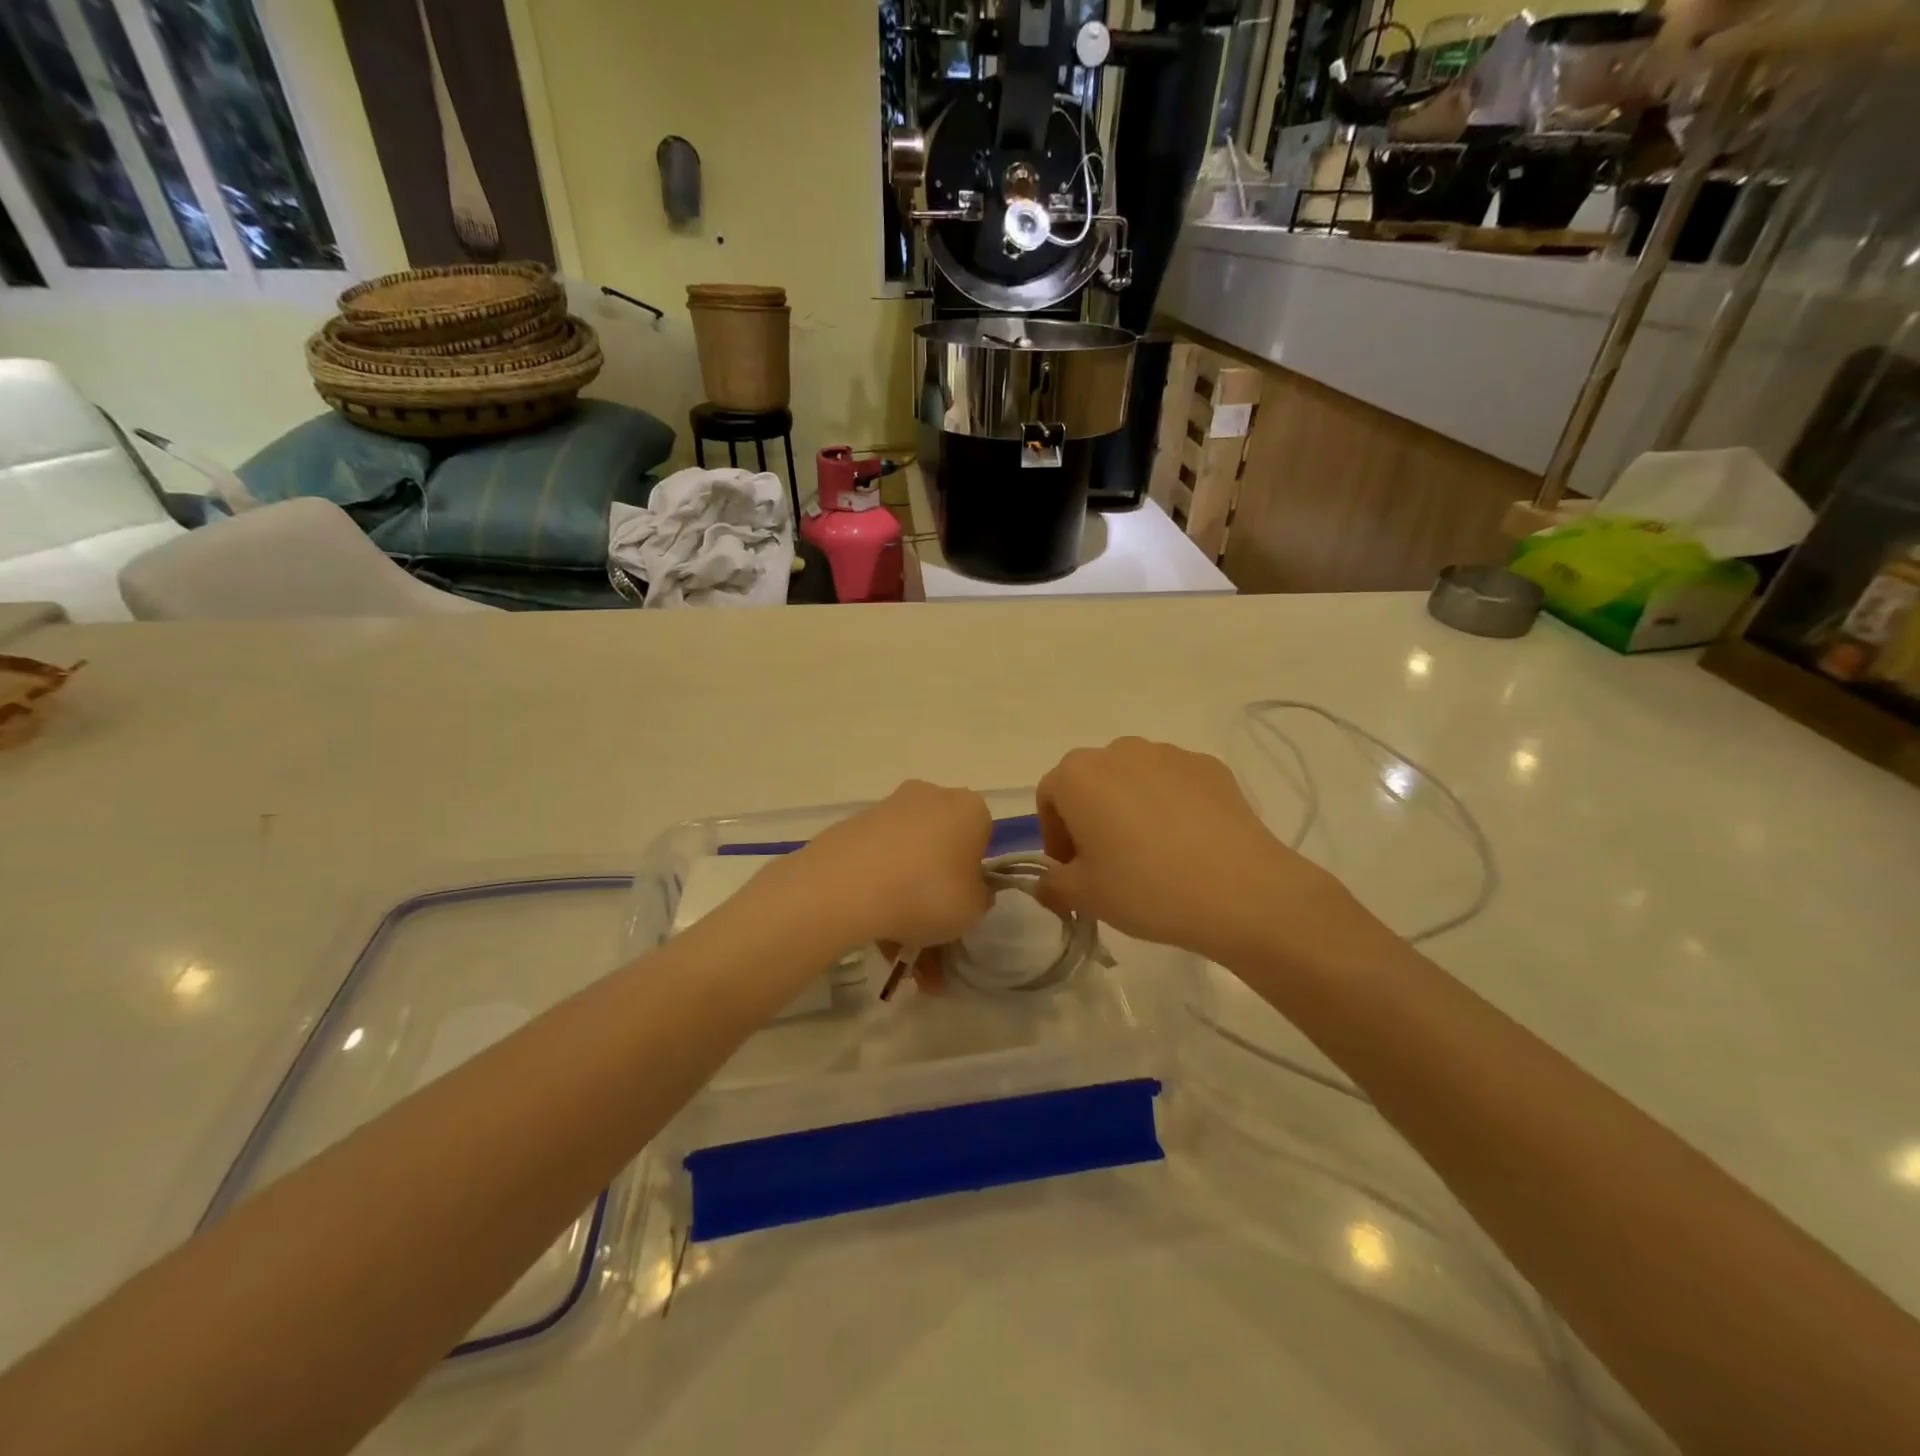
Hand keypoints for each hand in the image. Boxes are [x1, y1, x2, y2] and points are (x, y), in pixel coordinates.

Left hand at [784, 780, 994, 949]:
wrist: (847, 887)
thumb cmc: (928, 893)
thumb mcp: (973, 909)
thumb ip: (979, 897)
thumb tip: (970, 889)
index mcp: (969, 809)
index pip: (982, 840)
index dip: (974, 877)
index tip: (963, 906)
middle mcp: (931, 797)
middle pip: (941, 848)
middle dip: (937, 893)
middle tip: (931, 936)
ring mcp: (888, 809)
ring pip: (907, 860)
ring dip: (907, 900)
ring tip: (898, 954)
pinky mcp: (853, 826)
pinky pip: (877, 863)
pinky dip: (879, 892)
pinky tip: (873, 932)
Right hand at [1035, 737, 1375, 964]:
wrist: (1242, 891)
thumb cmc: (1146, 888)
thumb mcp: (1085, 897)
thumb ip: (1053, 885)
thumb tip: (1048, 882)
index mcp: (1078, 775)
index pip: (1049, 798)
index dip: (1054, 836)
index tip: (1072, 871)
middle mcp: (1119, 751)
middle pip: (1091, 782)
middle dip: (1090, 817)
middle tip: (1108, 864)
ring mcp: (1169, 753)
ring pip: (1133, 779)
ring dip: (1130, 807)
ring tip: (1152, 853)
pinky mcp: (1210, 766)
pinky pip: (1174, 783)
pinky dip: (1170, 805)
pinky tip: (1188, 844)